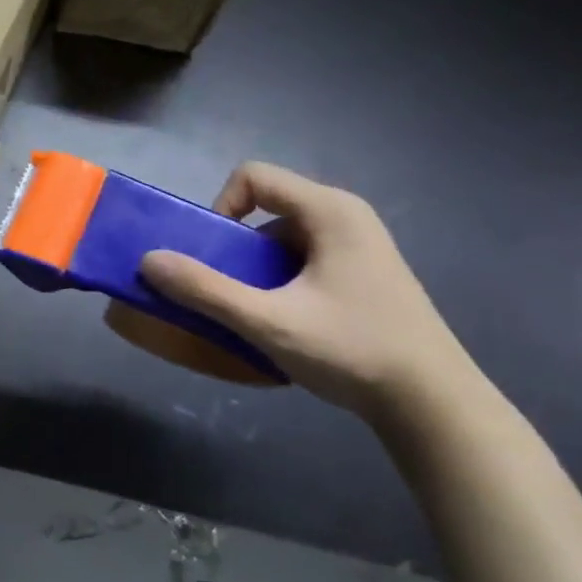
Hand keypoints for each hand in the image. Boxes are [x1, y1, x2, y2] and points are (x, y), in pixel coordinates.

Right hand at [140, 162, 474, 419]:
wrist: (433, 404)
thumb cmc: (352, 351)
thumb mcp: (269, 322)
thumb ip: (205, 290)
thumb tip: (148, 261)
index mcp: (329, 211)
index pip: (253, 177)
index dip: (220, 207)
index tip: (216, 255)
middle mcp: (345, 216)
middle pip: (266, 207)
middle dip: (235, 247)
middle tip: (228, 291)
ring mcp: (358, 246)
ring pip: (282, 238)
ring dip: (255, 269)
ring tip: (256, 313)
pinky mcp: (362, 274)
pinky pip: (302, 259)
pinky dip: (279, 281)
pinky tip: (286, 323)